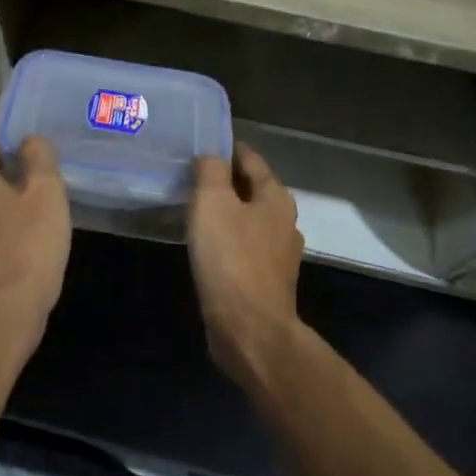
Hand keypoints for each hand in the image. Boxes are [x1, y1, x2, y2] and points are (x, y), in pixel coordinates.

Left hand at [0, 137, 71, 343]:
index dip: (12, 148)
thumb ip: (39, 157)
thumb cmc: (29, 243)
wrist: (7, 313)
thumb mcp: (47, 191)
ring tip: (33, 216)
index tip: (37, 159)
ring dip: (1, 209)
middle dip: (7, 179)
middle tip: (40, 187)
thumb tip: (30, 140)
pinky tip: (22, 245)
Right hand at [187, 143, 304, 381]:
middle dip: (225, 181)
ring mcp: (279, 254)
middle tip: (191, 176)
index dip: (226, 148)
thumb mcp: (213, 202)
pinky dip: (227, 240)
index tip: (201, 145)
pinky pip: (244, 247)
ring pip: (249, 219)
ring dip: (226, 212)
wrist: (250, 330)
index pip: (250, 159)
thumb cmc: (231, 258)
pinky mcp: (267, 281)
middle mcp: (284, 221)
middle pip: (252, 189)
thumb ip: (211, 170)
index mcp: (276, 197)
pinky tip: (207, 245)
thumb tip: (211, 155)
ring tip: (195, 209)